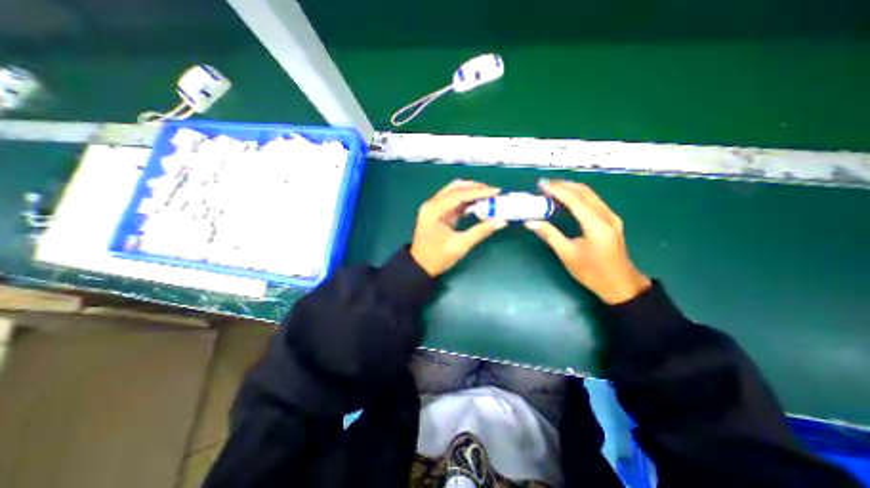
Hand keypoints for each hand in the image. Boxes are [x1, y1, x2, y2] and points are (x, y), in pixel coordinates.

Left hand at [410, 179, 510, 277]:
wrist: (420, 267)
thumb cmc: (437, 257)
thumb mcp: (460, 245)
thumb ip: (480, 231)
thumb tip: (501, 221)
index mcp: (434, 210)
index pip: (459, 195)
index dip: (479, 192)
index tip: (496, 191)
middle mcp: (432, 204)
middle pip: (455, 188)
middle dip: (475, 188)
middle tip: (493, 192)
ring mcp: (433, 207)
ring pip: (454, 192)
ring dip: (471, 192)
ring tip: (488, 196)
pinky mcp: (437, 213)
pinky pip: (453, 201)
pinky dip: (466, 201)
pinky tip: (478, 203)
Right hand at [524, 179, 643, 304]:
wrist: (620, 285)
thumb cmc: (592, 272)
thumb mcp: (567, 254)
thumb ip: (550, 235)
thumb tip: (530, 222)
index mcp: (596, 224)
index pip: (574, 200)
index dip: (557, 190)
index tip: (541, 185)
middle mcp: (606, 216)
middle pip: (584, 192)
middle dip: (563, 185)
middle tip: (544, 184)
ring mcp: (611, 217)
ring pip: (590, 195)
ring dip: (571, 189)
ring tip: (552, 189)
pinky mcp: (611, 220)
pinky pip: (593, 201)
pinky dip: (578, 196)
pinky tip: (567, 199)